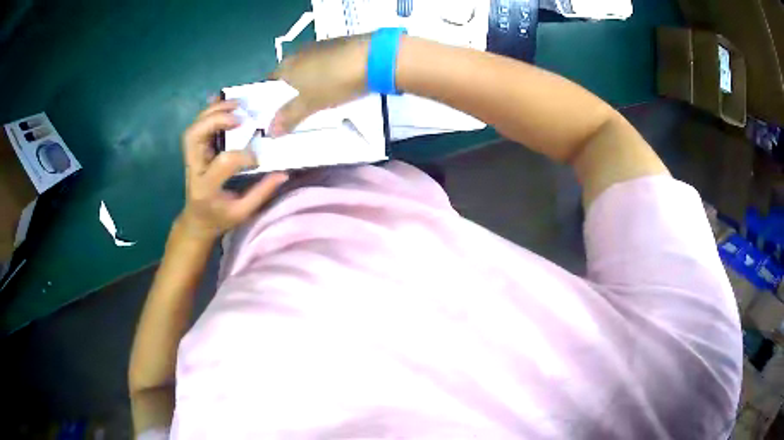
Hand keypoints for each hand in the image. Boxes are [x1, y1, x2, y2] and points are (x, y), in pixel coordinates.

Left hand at [179, 99, 288, 239]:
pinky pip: (196, 127)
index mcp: (206, 187)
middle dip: (216, 120)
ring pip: (193, 128)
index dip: (244, 156)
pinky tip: (223, 103)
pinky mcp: (193, 152)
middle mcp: (194, 169)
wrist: (196, 220)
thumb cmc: (219, 218)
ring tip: (236, 104)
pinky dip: (208, 112)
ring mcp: (190, 158)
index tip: (257, 160)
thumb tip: (283, 174)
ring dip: (212, 112)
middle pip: (195, 136)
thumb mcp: (242, 213)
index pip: (223, 162)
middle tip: (240, 116)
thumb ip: (261, 193)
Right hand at [268, 35, 370, 135]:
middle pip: (289, 76)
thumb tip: (270, 131)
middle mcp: (299, 53)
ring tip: (318, 101)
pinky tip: (336, 86)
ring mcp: (319, 47)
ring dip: (309, 84)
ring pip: (307, 70)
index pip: (270, 84)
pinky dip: (326, 76)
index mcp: (286, 66)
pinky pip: (325, 64)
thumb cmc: (334, 81)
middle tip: (299, 112)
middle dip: (292, 93)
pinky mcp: (339, 46)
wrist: (373, 57)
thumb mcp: (309, 104)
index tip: (278, 115)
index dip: (271, 100)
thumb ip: (289, 116)